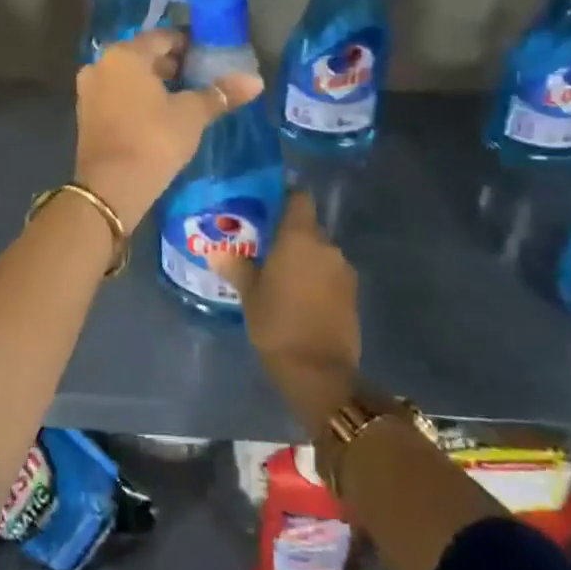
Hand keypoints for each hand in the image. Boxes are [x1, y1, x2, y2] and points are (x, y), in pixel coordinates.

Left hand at [73, 29, 262, 229]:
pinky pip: (116, 97)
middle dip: (171, 65)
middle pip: (143, 56)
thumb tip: (256, 81)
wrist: (111, 186)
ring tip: (183, 99)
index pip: (163, 38)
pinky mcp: (85, 116)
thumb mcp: (192, 115)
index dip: (189, 44)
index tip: (210, 57)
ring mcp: (89, 91)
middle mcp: (101, 65)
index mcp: (125, 54)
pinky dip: (136, 100)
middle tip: (200, 79)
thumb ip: (221, 94)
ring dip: (153, 84)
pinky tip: (158, 116)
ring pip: (128, 78)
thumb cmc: (154, 139)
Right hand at [216, 192, 361, 438]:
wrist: (319, 372)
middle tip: (264, 249)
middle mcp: (326, 246)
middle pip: (307, 228)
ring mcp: (343, 271)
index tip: (266, 207)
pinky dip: (315, 279)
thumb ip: (236, 267)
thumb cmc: (277, 324)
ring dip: (303, 260)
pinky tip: (298, 298)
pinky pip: (329, 275)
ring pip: (319, 253)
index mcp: (300, 238)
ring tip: (279, 277)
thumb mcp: (249, 295)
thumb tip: (217, 253)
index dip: (285, 197)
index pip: (299, 198)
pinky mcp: (353, 295)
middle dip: (288, 236)